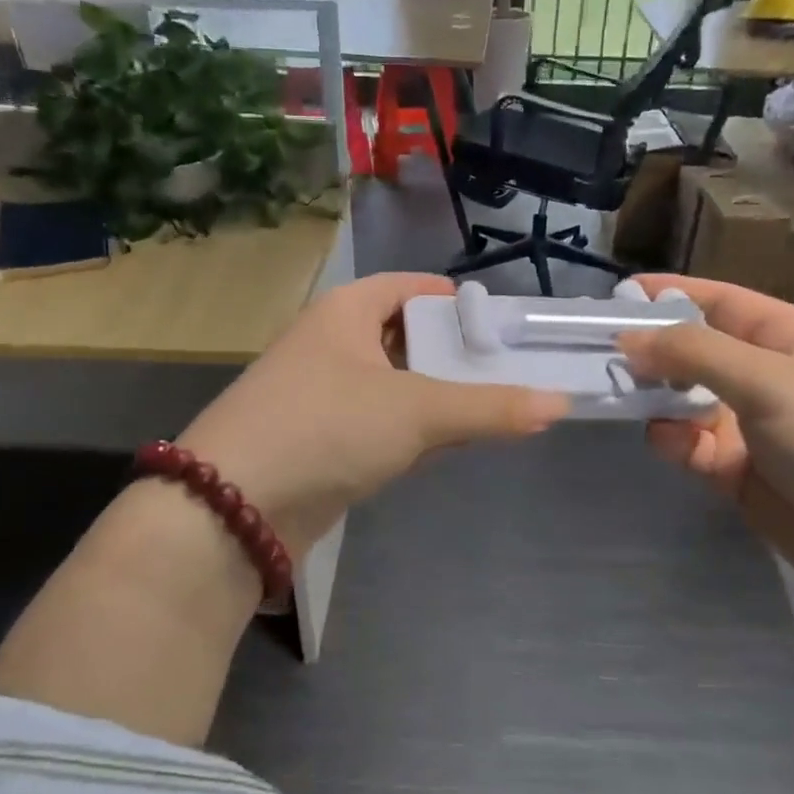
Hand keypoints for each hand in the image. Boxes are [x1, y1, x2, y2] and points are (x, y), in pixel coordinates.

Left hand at [180, 273, 569, 554]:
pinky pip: (377, 423)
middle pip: (404, 336)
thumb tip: (559, 404)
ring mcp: (321, 394)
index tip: (498, 323)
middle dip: (452, 353)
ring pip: (392, 384)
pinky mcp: (319, 441)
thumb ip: (490, 408)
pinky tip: (444, 444)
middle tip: (506, 370)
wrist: (234, 506)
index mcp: (346, 312)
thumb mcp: (417, 412)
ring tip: (490, 406)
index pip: (407, 286)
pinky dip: (411, 429)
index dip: (452, 298)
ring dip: (435, 395)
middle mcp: (330, 344)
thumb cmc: (327, 427)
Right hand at [617, 275, 793, 624]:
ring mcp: (754, 427)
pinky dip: (675, 441)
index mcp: (791, 339)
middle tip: (601, 355)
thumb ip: (694, 353)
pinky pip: (693, 445)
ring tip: (625, 398)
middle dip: (655, 352)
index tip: (618, 295)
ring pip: (688, 401)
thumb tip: (628, 337)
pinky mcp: (740, 472)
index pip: (722, 302)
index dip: (673, 295)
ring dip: (658, 399)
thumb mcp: (769, 381)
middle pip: (698, 353)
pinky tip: (665, 442)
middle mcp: (770, 377)